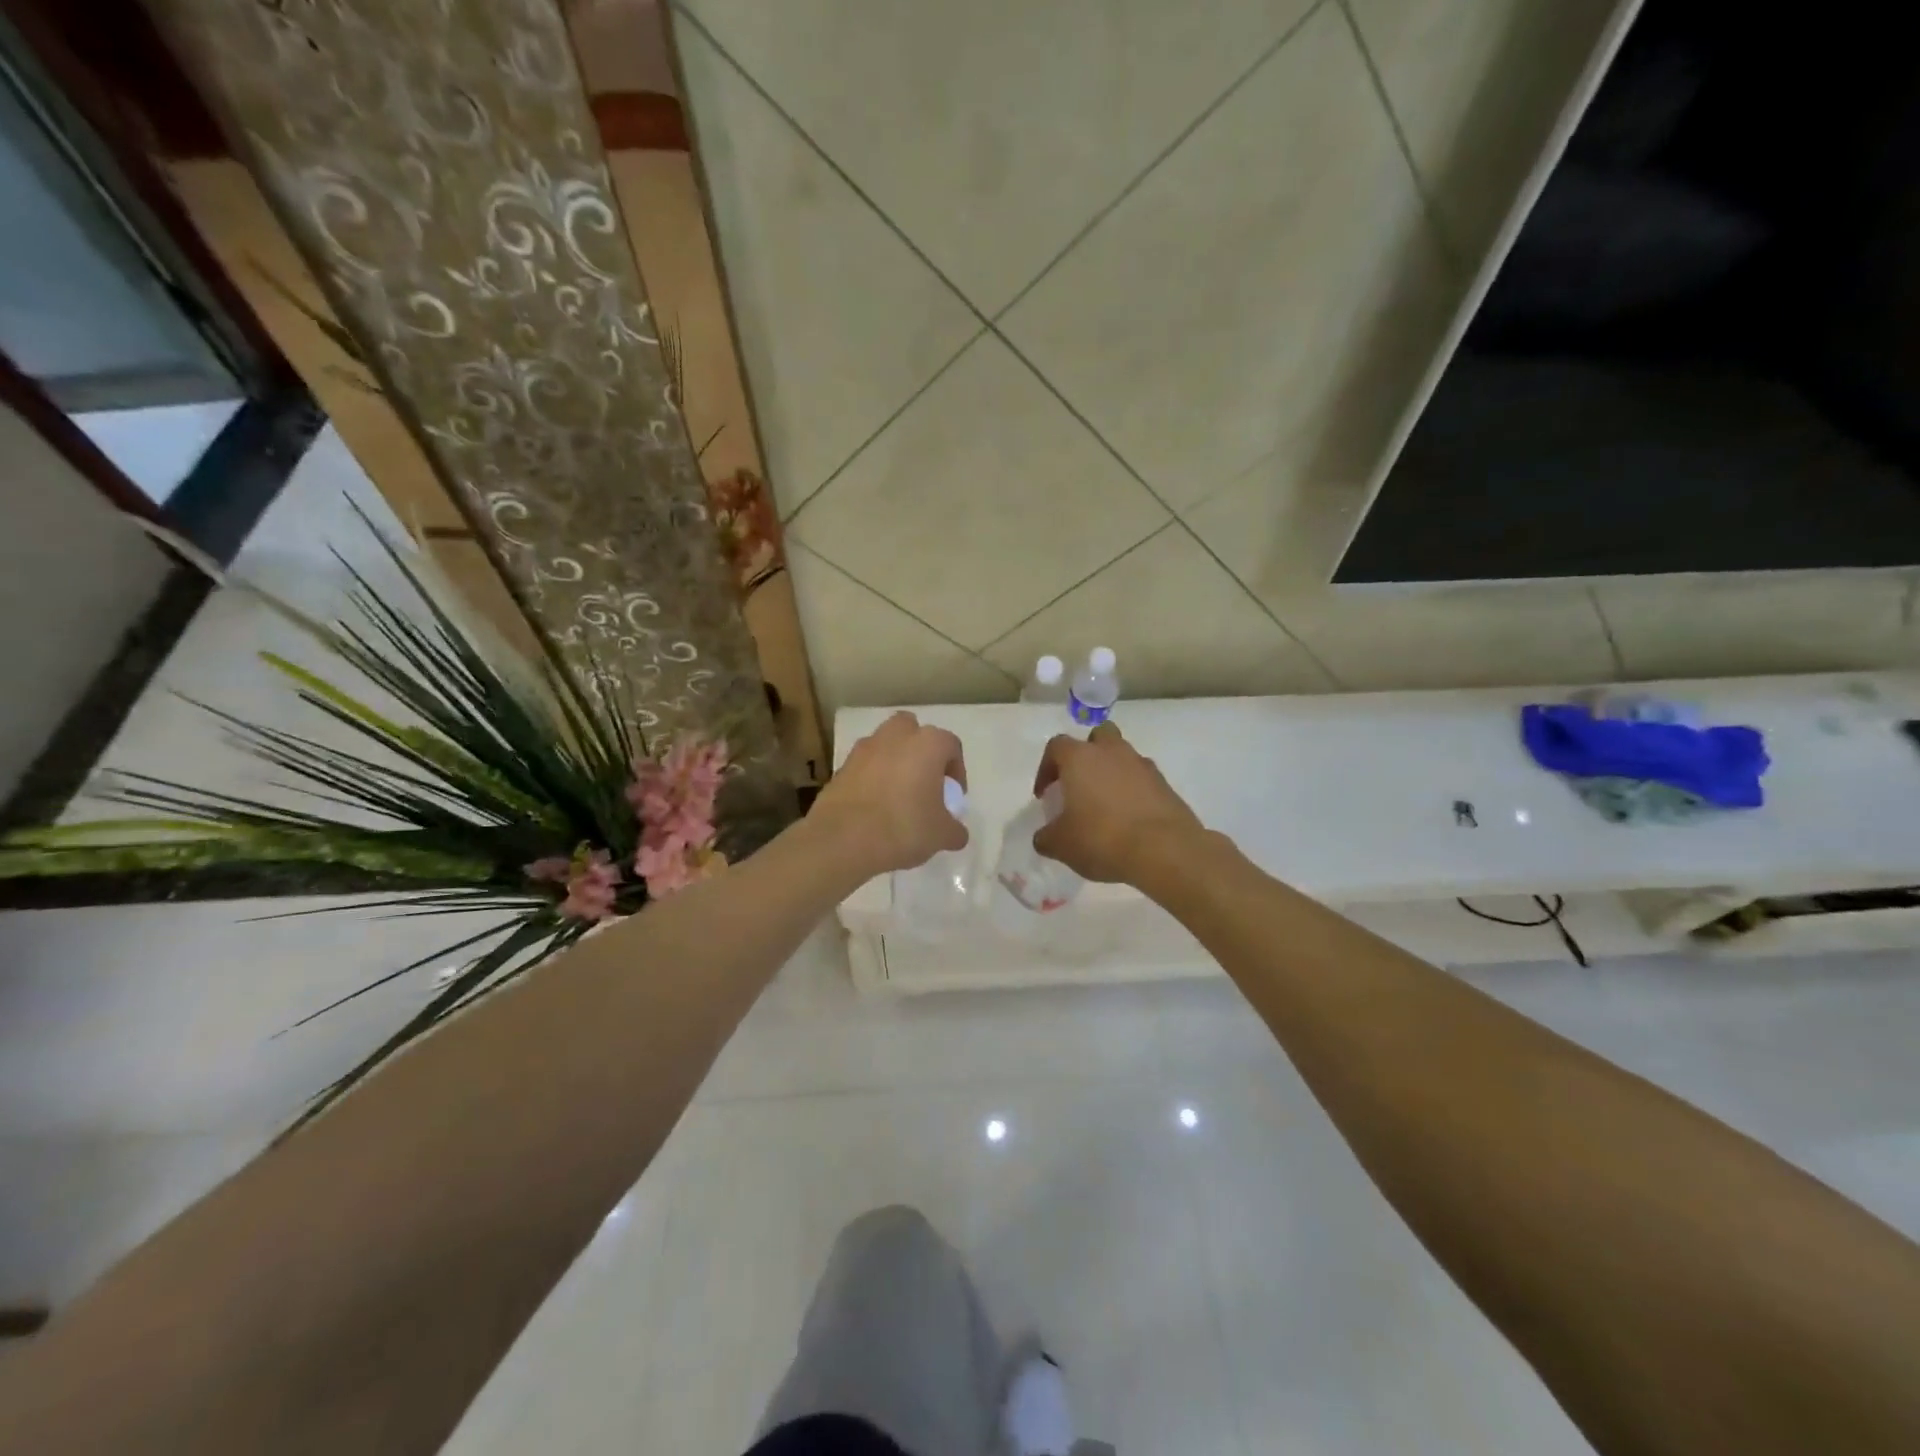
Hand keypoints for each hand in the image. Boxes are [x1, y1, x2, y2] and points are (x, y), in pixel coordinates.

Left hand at [813, 711, 967, 879]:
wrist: (842, 839)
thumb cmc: (903, 828)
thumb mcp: (941, 835)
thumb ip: (955, 830)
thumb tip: (956, 833)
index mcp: (927, 744)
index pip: (951, 746)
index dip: (956, 771)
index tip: (952, 796)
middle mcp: (895, 736)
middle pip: (913, 731)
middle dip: (920, 751)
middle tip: (924, 782)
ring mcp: (863, 749)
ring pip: (885, 745)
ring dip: (894, 762)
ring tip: (898, 795)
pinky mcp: (841, 767)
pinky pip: (864, 766)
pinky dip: (871, 778)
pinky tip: (874, 807)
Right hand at [1032, 722, 1204, 884]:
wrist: (1164, 850)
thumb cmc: (1102, 838)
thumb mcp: (1061, 844)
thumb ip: (1046, 837)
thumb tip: (1044, 837)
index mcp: (1080, 757)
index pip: (1056, 747)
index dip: (1046, 768)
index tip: (1045, 794)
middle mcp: (1112, 752)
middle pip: (1098, 736)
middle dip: (1087, 754)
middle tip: (1079, 784)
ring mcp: (1143, 765)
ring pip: (1123, 757)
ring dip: (1112, 773)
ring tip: (1105, 805)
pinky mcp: (1165, 785)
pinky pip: (1143, 779)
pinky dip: (1134, 791)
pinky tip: (1129, 819)